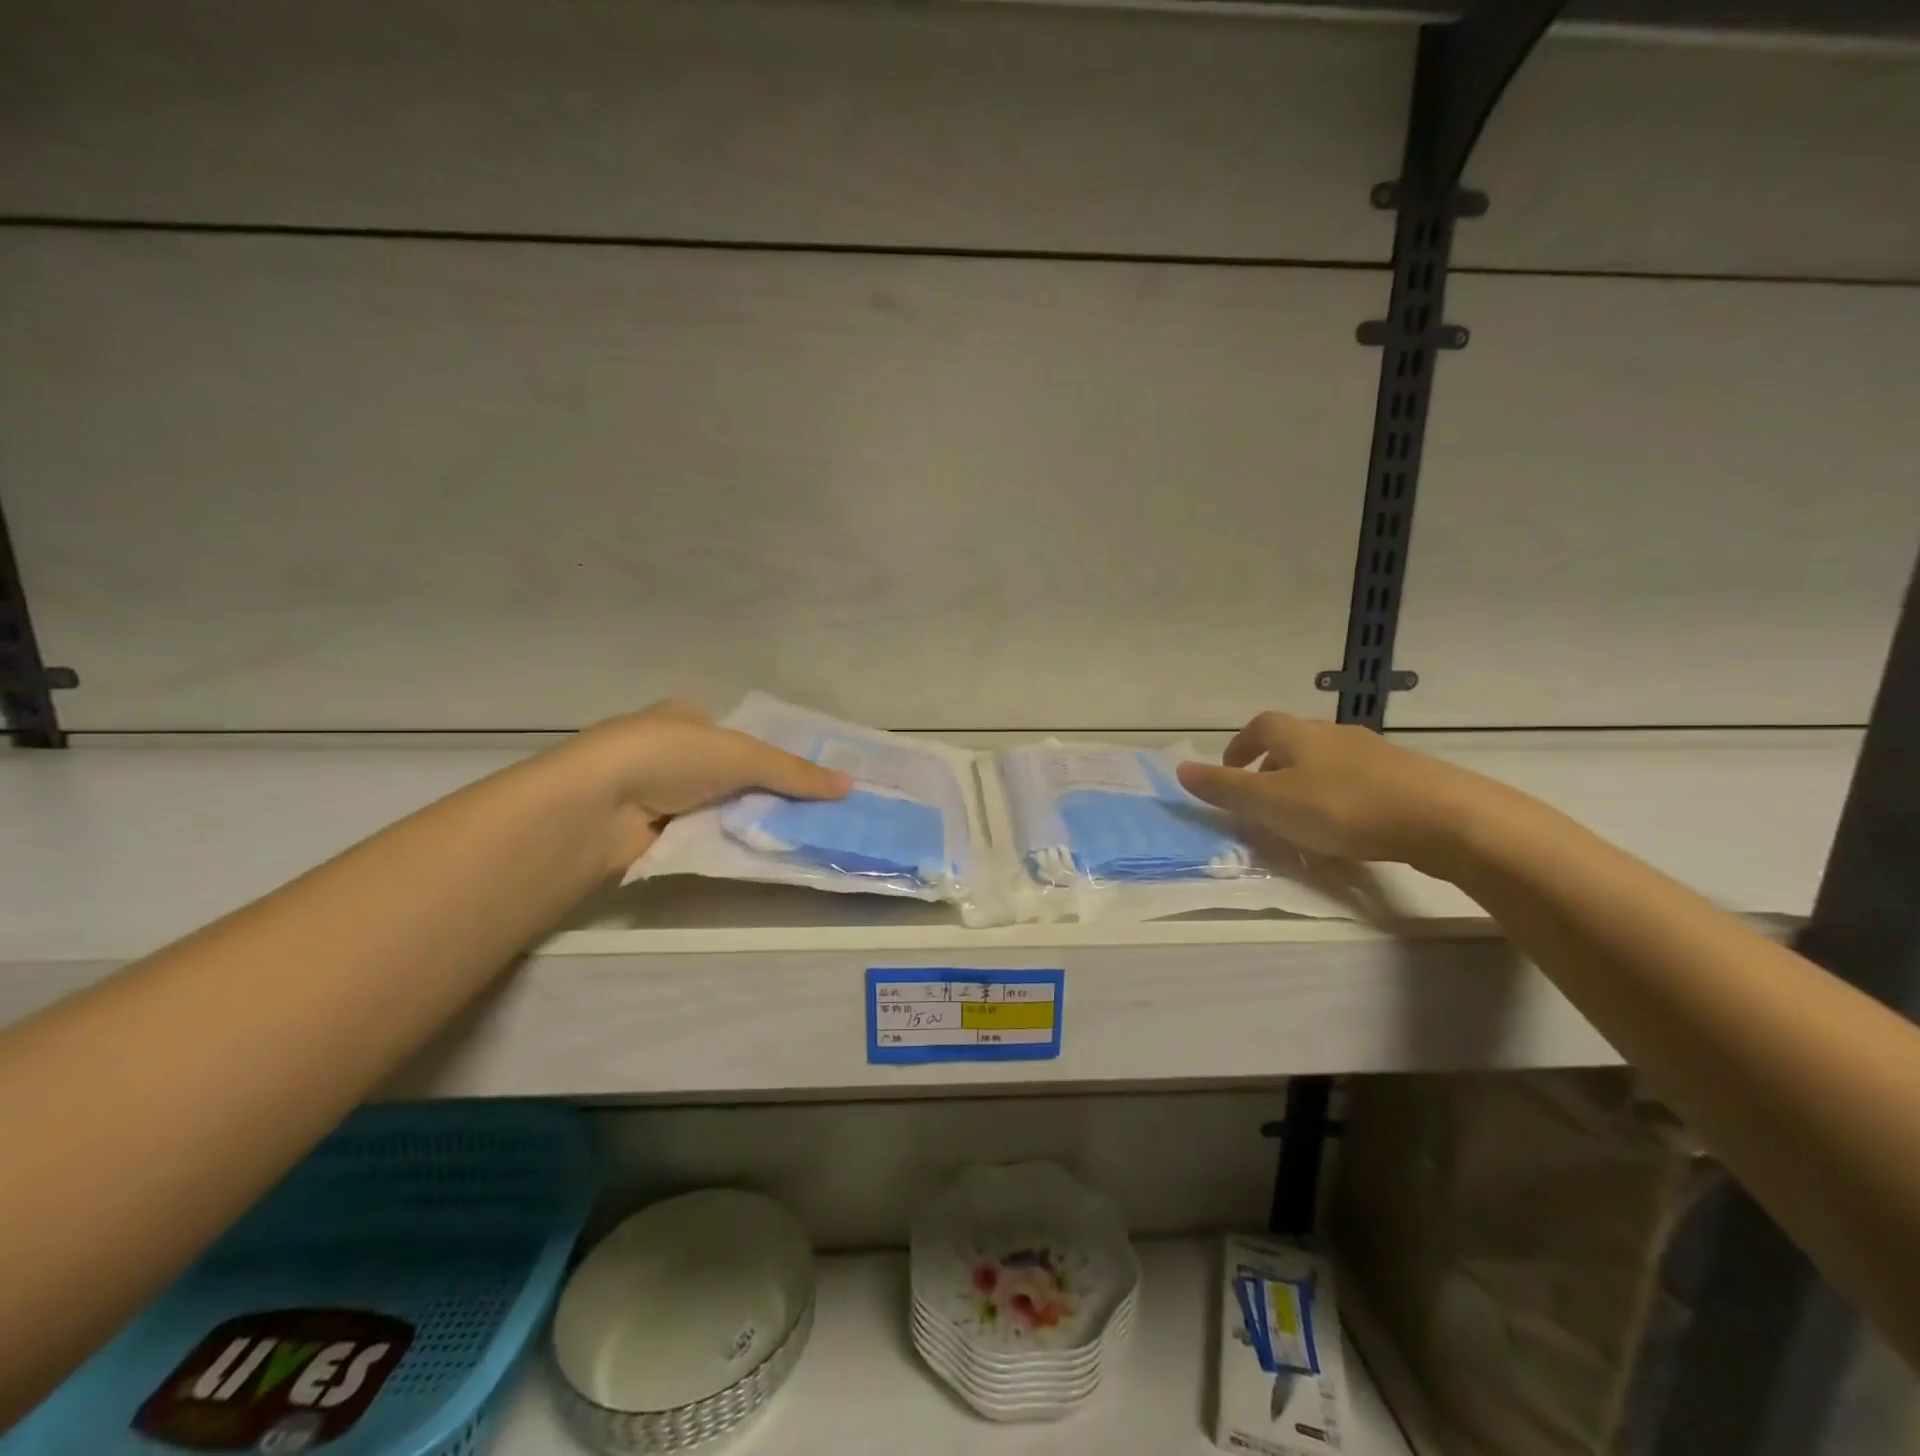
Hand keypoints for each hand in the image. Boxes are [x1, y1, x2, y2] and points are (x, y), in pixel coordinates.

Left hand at [564, 700, 851, 867]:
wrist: (597, 806)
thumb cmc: (669, 758)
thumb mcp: (741, 755)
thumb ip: (794, 773)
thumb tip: (849, 786)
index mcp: (688, 718)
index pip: (742, 735)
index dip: (777, 756)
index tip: (814, 780)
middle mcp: (674, 752)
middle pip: (736, 775)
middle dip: (770, 793)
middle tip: (818, 813)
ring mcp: (661, 794)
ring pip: (723, 808)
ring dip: (753, 821)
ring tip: (804, 836)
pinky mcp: (655, 833)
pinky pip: (706, 836)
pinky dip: (731, 843)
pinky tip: (764, 854)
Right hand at [1176, 711, 1490, 868]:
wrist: (1443, 817)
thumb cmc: (1343, 807)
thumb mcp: (1272, 803)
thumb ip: (1225, 789)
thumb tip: (1179, 769)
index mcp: (1298, 735)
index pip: (1260, 726)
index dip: (1240, 746)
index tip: (1230, 772)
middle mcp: (1333, 735)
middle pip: (1293, 741)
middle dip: (1271, 766)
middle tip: (1261, 801)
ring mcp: (1373, 753)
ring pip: (1326, 761)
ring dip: (1305, 782)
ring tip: (1301, 818)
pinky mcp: (1404, 777)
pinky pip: (1357, 780)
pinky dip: (1339, 796)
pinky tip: (1347, 826)